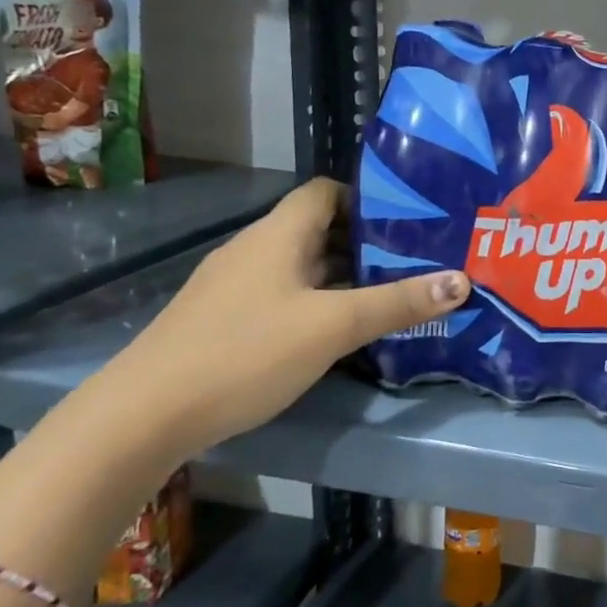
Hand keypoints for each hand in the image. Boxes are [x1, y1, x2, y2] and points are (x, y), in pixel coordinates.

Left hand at [101, 179, 469, 457]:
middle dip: (368, 241)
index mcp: (278, 235)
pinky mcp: (225, 319)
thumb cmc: (245, 353)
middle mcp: (255, 250)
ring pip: (301, 265)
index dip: (368, 198)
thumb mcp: (333, 326)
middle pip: (318, 229)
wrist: (145, 414)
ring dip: (344, 275)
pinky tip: (339, 330)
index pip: (326, 191)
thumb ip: (397, 303)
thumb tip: (461, 280)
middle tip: (416, 260)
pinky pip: (284, 294)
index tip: (410, 220)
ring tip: (391, 293)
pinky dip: (317, 301)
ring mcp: (235, 286)